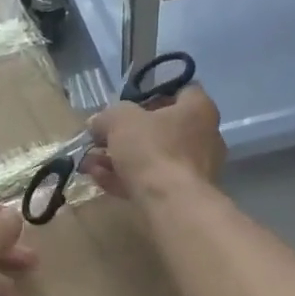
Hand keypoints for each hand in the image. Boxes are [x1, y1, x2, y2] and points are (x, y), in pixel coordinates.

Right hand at [83, 85, 224, 199]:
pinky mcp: (183, 195)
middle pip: (162, 127)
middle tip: (102, 137)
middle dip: (128, 133)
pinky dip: (126, 178)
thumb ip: (107, 117)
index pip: (182, 90)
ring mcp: (195, 169)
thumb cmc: (152, 149)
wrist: (171, 204)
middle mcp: (204, 137)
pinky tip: (99, 179)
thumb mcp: (120, 121)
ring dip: (120, 158)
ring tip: (90, 162)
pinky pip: (151, 180)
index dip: (154, 92)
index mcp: (199, 110)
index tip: (129, 101)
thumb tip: (97, 122)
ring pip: (153, 157)